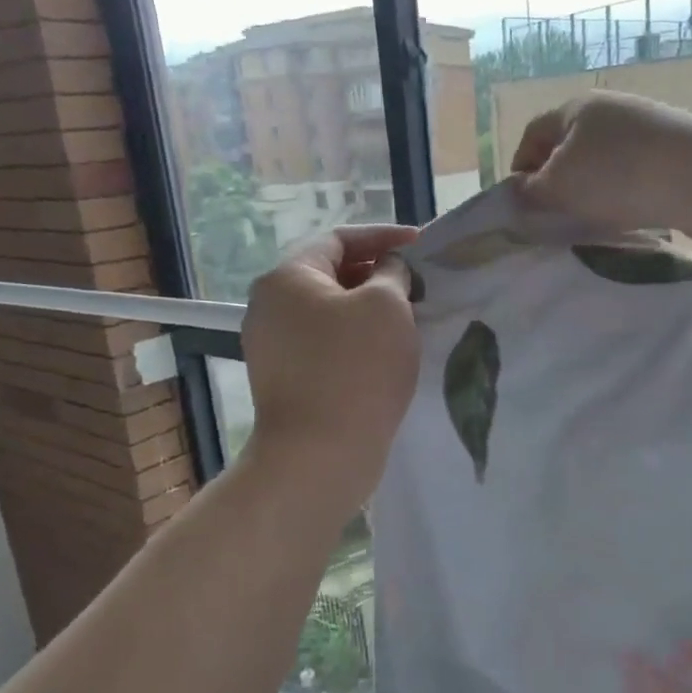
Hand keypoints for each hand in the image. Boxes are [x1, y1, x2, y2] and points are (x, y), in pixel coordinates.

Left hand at [240, 226, 420, 511]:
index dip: (383, 237)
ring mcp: (274, 347)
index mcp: (287, 278)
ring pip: (330, 313)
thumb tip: (388, 271)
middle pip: (331, 275)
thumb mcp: (387, 306)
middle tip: (419, 285)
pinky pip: (326, 346)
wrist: (319, 455)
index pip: (338, 239)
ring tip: (410, 320)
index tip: (422, 246)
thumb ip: (392, 274)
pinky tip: (387, 355)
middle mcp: (270, 307)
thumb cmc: (356, 369)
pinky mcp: (286, 381)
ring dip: (370, 311)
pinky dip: (357, 341)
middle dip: (378, 275)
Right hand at [511, 91, 691, 244]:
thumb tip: (518, 192)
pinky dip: (623, 198)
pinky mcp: (673, 156)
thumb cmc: (620, 176)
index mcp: (577, 108)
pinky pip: (634, 178)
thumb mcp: (560, 186)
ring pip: (603, 166)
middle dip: (557, 184)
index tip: (518, 205)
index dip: (519, 168)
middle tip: (551, 220)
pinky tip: (627, 220)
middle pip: (570, 149)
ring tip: (589, 224)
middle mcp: (612, 112)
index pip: (533, 134)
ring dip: (591, 195)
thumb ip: (531, 192)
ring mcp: (646, 131)